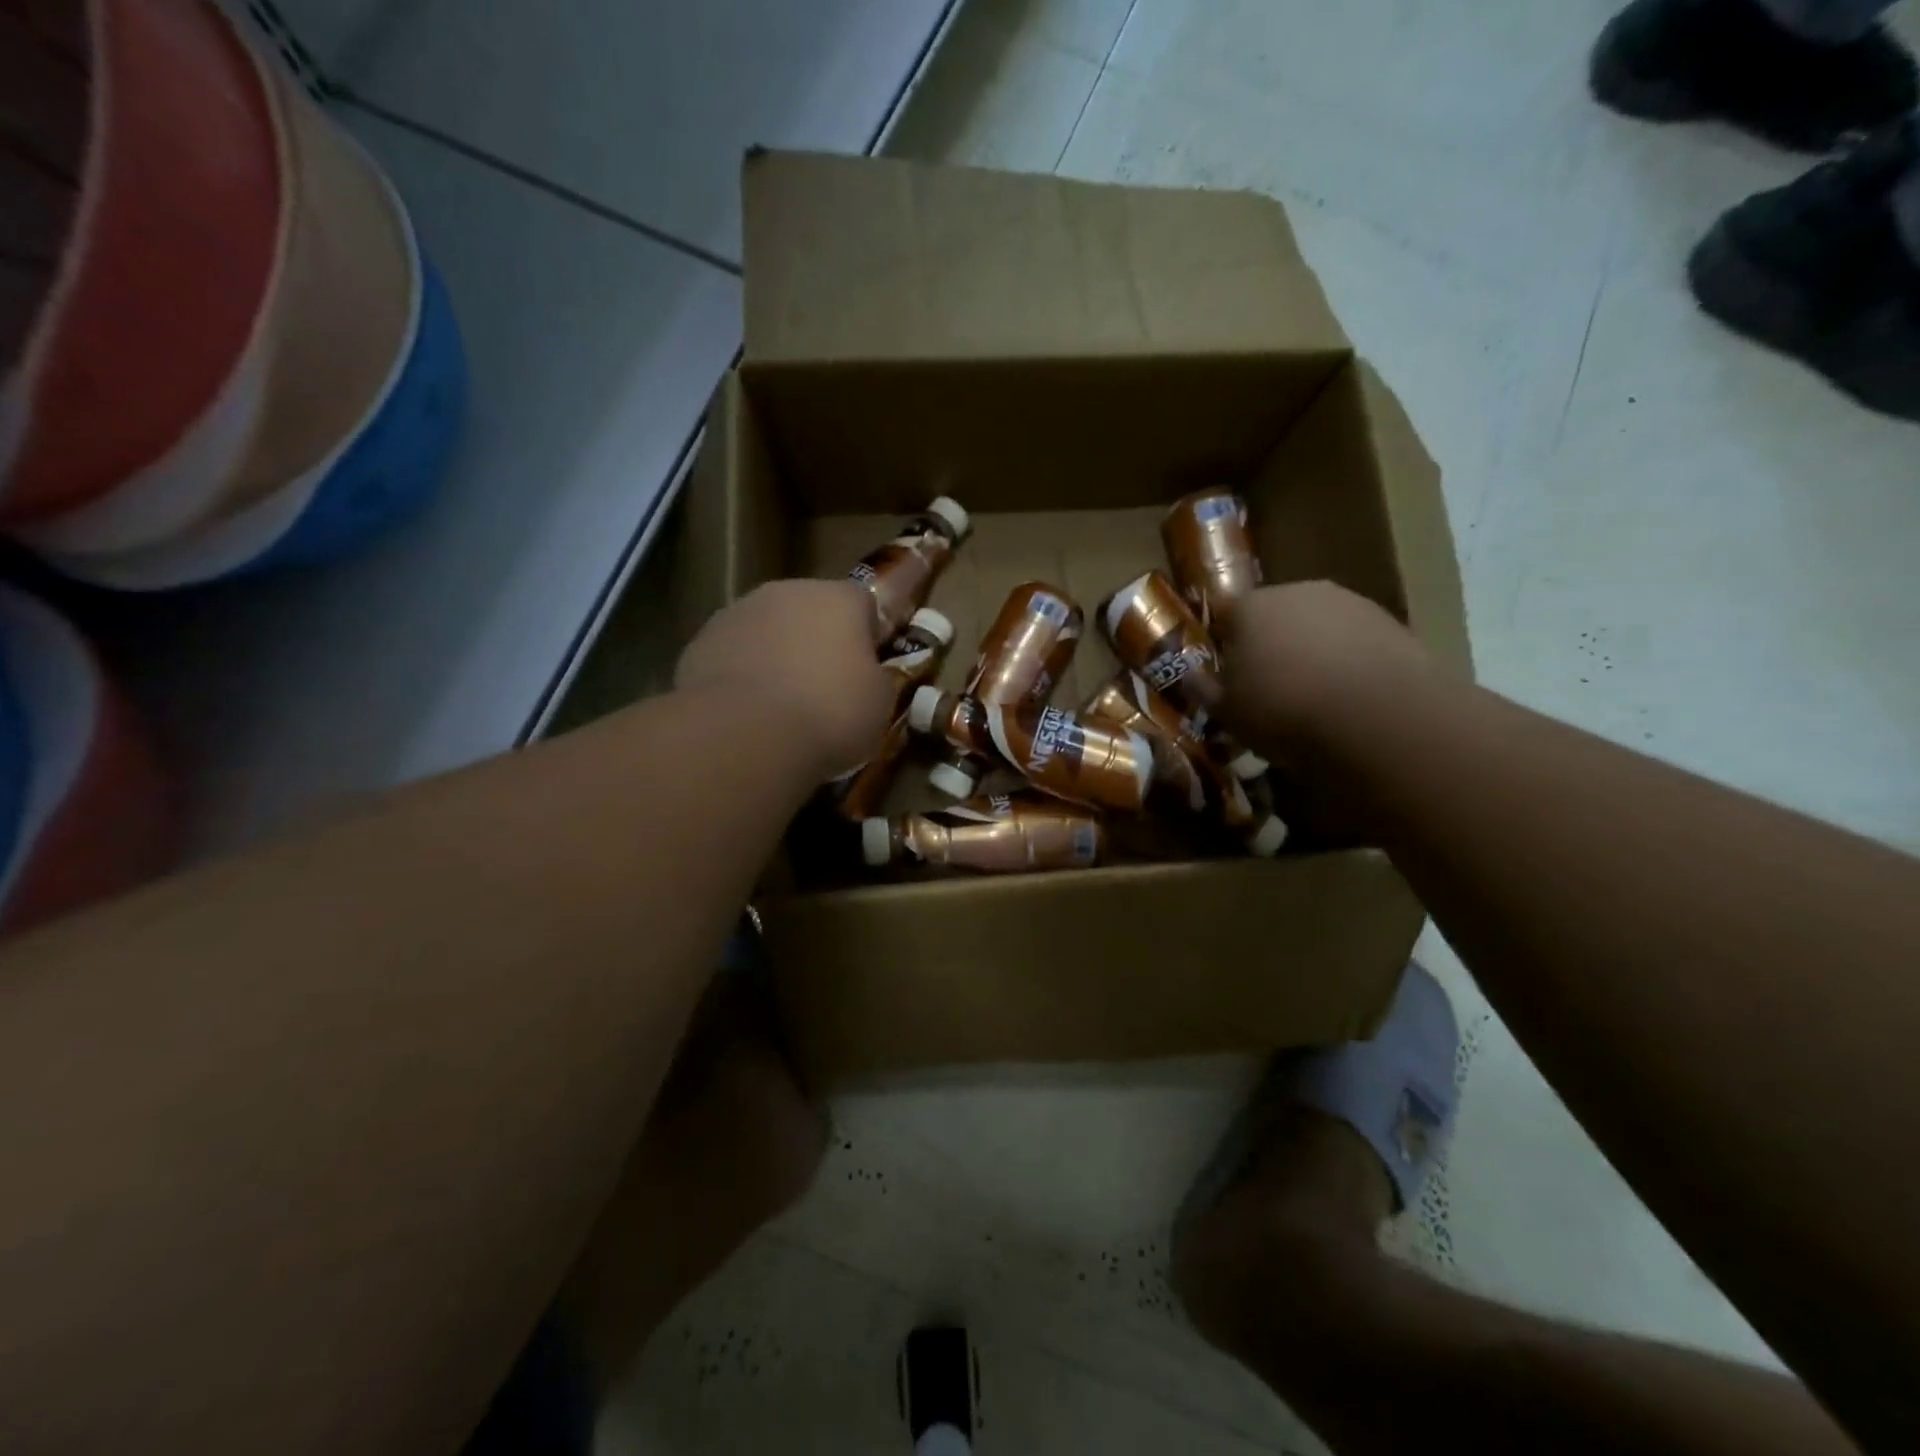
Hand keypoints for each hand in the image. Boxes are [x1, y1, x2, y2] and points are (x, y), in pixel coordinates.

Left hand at [675, 579, 894, 780]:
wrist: (744, 735)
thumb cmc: (830, 712)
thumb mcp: (880, 701)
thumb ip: (876, 677)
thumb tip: (866, 675)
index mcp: (840, 598)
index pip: (867, 602)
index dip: (871, 633)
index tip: (872, 664)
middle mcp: (787, 591)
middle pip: (812, 611)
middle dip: (820, 641)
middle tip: (829, 687)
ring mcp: (737, 613)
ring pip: (769, 631)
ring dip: (778, 656)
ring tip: (784, 706)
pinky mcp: (700, 643)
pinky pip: (734, 656)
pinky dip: (743, 676)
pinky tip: (749, 714)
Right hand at [1216, 581, 1435, 760]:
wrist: (1375, 717)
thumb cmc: (1282, 711)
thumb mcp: (1225, 712)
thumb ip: (1203, 688)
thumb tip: (1189, 673)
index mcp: (1249, 607)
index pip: (1224, 616)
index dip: (1224, 646)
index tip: (1228, 677)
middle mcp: (1296, 591)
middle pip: (1273, 616)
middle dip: (1269, 645)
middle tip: (1270, 689)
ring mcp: (1348, 602)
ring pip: (1316, 626)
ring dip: (1311, 651)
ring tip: (1314, 697)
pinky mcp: (1390, 621)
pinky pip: (1354, 641)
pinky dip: (1348, 661)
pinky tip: (1349, 698)